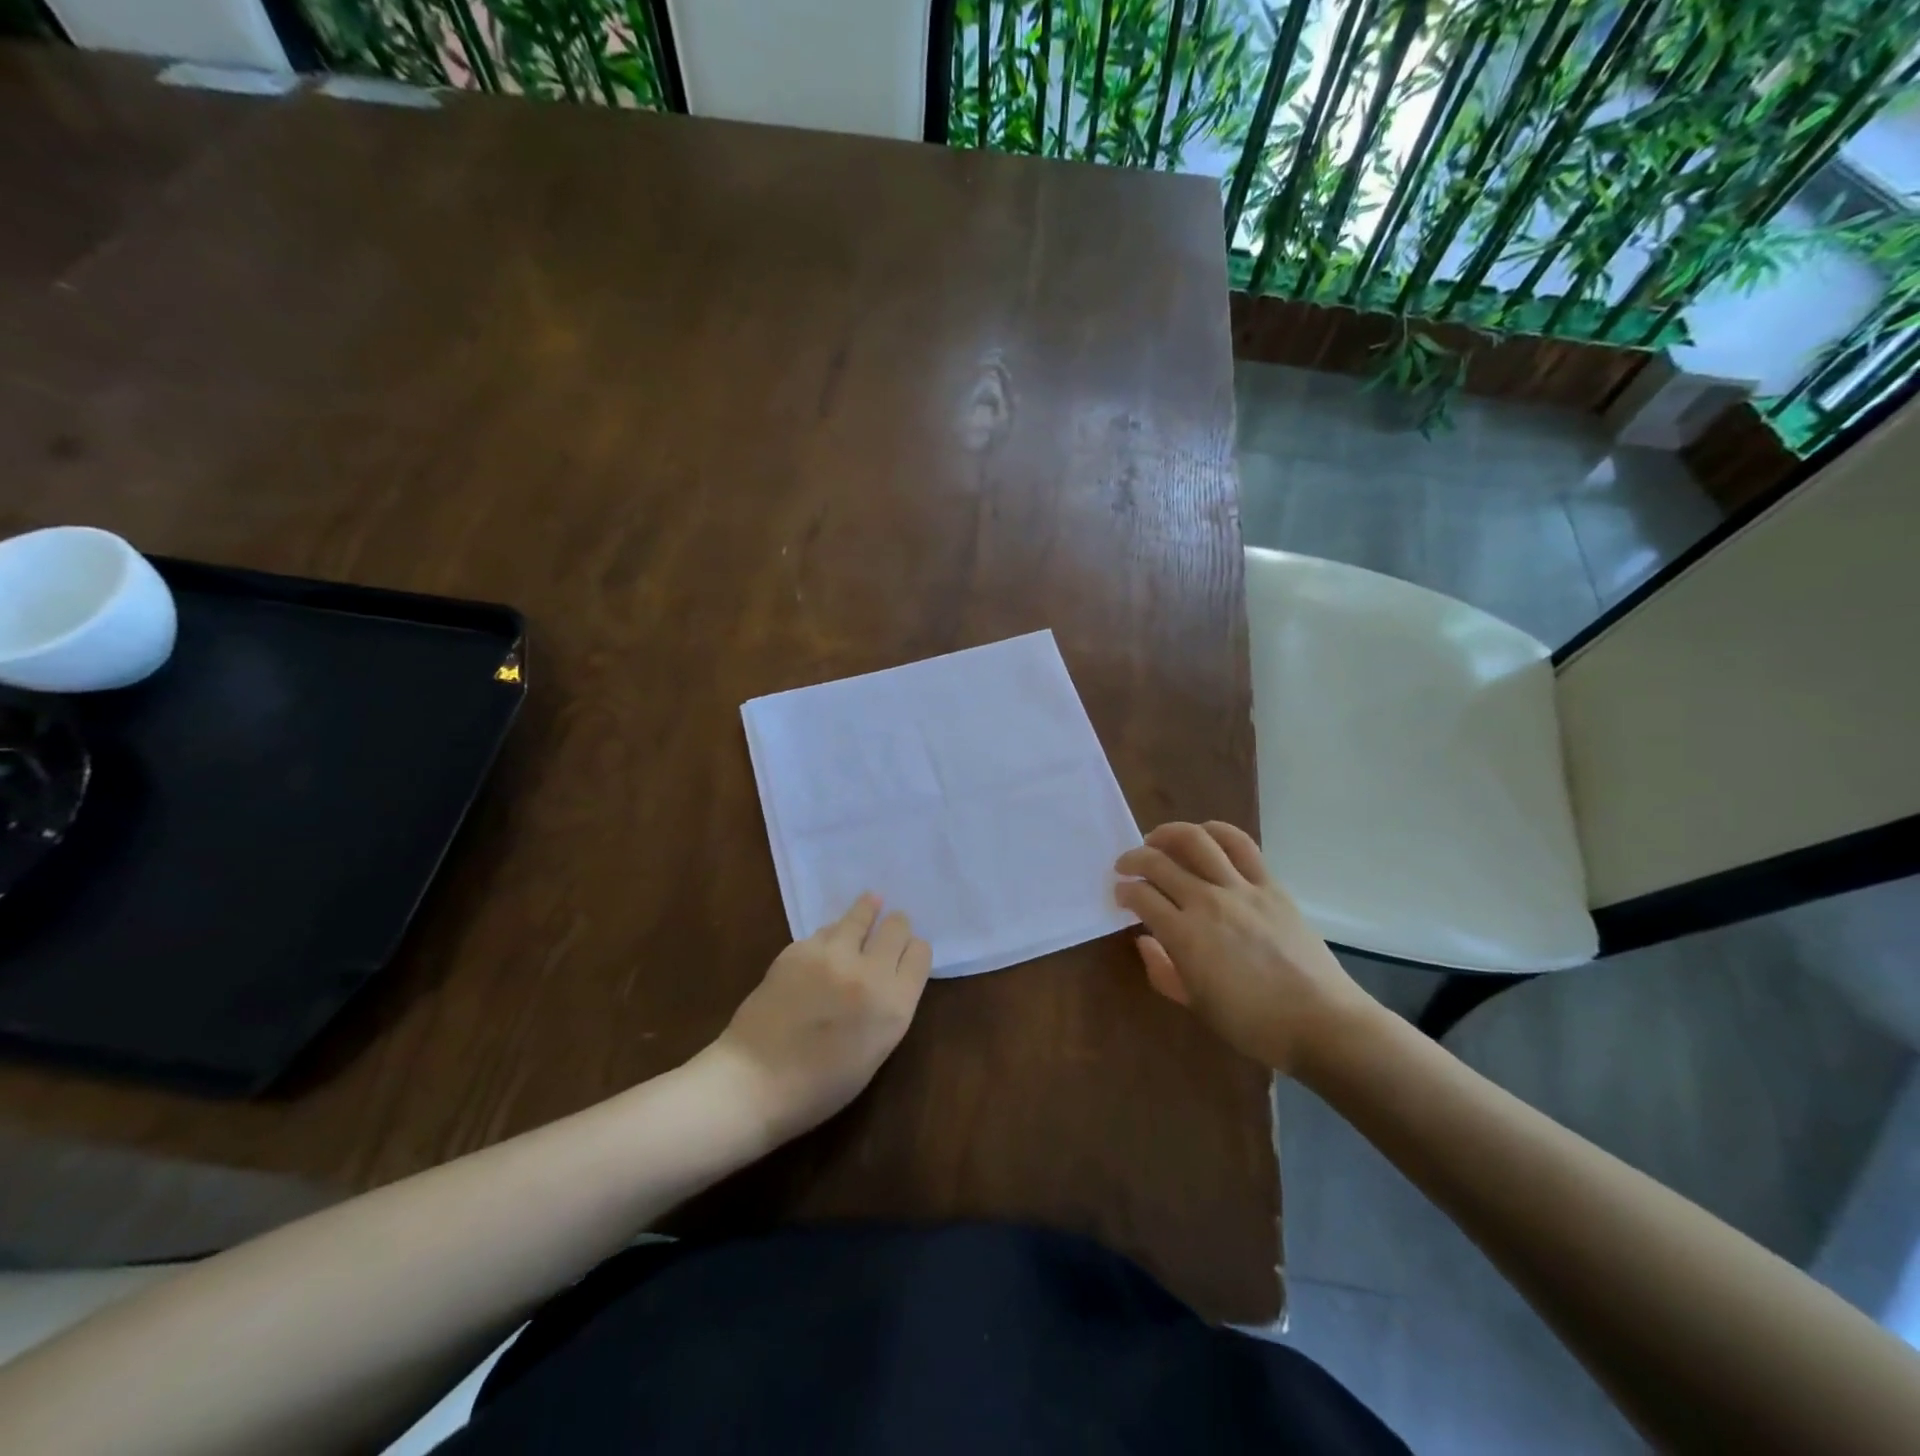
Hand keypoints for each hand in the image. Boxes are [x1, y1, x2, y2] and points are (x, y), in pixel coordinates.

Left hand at [712, 894, 931, 1139]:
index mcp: (894, 1005)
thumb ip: (888, 1007)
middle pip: (896, 926)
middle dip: (895, 927)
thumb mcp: (875, 1051)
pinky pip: (826, 930)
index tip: (904, 953)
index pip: (919, 953)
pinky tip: (827, 944)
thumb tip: (887, 973)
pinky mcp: (799, 948)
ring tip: (870, 903)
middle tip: (888, 929)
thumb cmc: (820, 1085)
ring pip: (861, 914)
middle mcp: (869, 972)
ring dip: (867, 912)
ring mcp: (832, 955)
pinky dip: (831, 935)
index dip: (912, 950)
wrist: (755, 1081)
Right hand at [1115, 822, 1376, 1076]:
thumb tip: (1144, 940)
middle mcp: (1207, 902)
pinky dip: (1217, 831)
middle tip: (1126, 865)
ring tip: (1157, 840)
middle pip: (1159, 862)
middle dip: (1134, 859)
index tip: (1120, 894)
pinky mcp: (1270, 885)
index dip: (1124, 890)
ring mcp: (1241, 889)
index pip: (1141, 896)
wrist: (1321, 1022)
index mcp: (1184, 936)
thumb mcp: (1195, 1005)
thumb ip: (1162, 970)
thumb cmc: (1252, 1023)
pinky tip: (1204, 834)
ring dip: (1168, 834)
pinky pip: (1241, 845)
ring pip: (1196, 841)